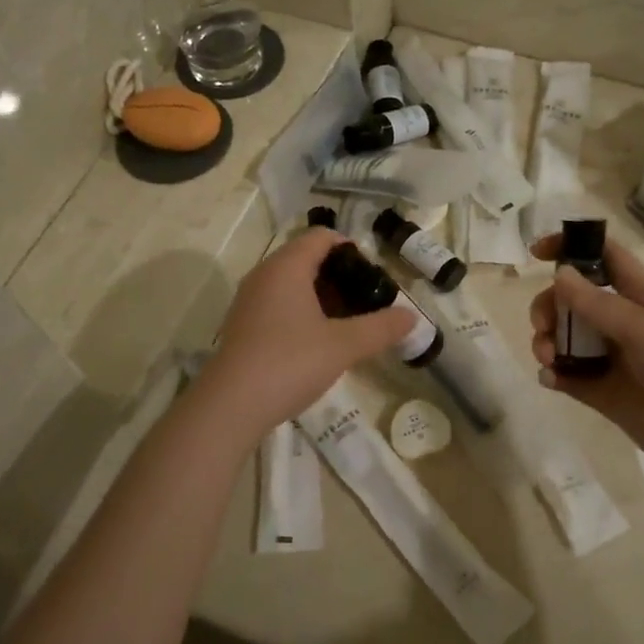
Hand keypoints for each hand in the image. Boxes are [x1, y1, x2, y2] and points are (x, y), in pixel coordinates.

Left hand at [201, 228, 416, 437]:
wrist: (231, 406)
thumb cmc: (290, 362)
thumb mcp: (344, 345)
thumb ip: (381, 328)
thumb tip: (412, 317)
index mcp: (287, 267)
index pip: (321, 237)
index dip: (350, 249)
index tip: (373, 275)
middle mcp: (264, 275)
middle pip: (306, 258)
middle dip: (339, 276)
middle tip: (366, 301)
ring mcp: (249, 302)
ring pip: (291, 284)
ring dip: (321, 297)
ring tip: (348, 323)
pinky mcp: (243, 327)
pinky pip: (278, 305)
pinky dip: (302, 313)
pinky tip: (319, 343)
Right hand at [528, 235, 643, 478]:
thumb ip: (597, 304)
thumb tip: (559, 272)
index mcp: (640, 296)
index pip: (603, 257)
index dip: (572, 246)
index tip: (537, 253)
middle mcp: (622, 323)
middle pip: (572, 300)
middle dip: (549, 306)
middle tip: (544, 327)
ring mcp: (611, 359)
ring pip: (565, 338)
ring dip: (548, 341)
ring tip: (549, 360)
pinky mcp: (603, 393)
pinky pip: (568, 376)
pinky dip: (553, 374)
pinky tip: (551, 379)